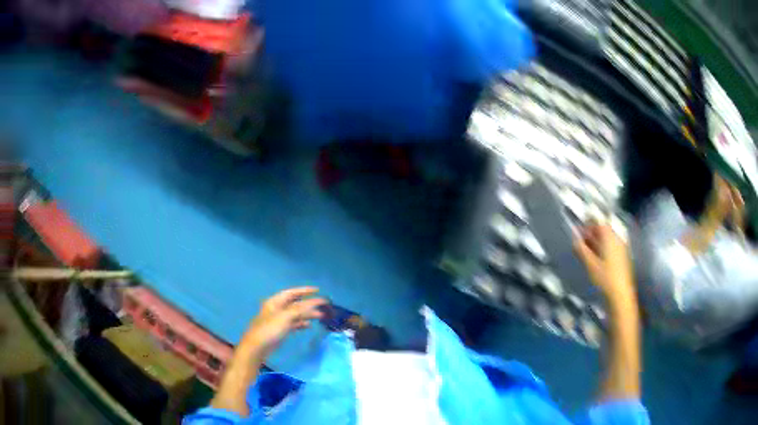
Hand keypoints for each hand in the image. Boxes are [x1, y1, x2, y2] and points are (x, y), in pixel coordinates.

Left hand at [240, 287, 326, 360]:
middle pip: (295, 303)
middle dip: (309, 304)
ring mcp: (278, 320)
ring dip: (307, 314)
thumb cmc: (270, 329)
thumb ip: (301, 309)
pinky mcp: (280, 330)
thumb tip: (316, 302)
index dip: (305, 290)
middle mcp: (277, 309)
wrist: (257, 347)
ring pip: (296, 314)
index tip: (318, 290)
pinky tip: (308, 325)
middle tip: (323, 305)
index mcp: (275, 302)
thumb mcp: (285, 317)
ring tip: (320, 316)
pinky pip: (293, 324)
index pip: (292, 292)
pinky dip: (301, 323)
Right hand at [574, 224, 635, 306]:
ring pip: (607, 241)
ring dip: (596, 243)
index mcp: (610, 238)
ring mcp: (621, 250)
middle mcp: (617, 241)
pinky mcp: (622, 260)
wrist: (620, 295)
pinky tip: (596, 260)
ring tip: (586, 251)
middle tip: (581, 240)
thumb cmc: (605, 278)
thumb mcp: (590, 264)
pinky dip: (602, 250)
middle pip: (604, 232)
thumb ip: (581, 250)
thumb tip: (574, 238)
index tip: (580, 229)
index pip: (600, 224)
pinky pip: (611, 249)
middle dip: (592, 234)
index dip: (589, 224)